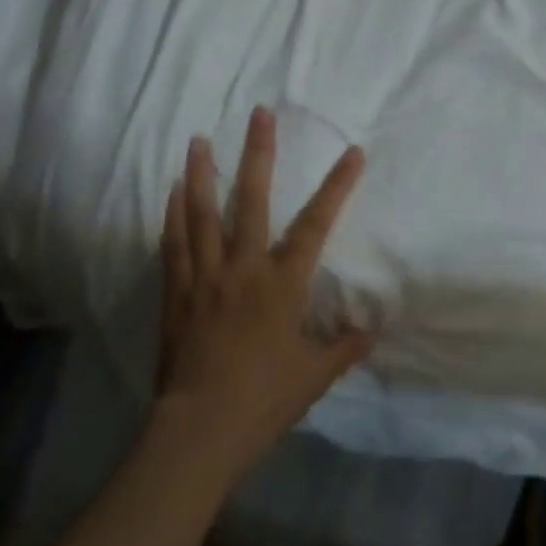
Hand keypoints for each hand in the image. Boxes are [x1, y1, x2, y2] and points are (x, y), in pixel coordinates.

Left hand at [154, 107, 372, 476]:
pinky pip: (174, 244)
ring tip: (199, 139)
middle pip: (251, 199)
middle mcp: (243, 267)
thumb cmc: (262, 400)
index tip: (352, 152)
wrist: (198, 432)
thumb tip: (372, 329)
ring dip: (202, 173)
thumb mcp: (314, 377)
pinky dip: (173, 214)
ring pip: (202, 213)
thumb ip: (344, 348)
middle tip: (259, 114)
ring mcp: (206, 277)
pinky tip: (173, 190)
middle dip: (258, 153)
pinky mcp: (177, 293)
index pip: (316, 223)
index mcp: (282, 283)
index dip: (337, 185)